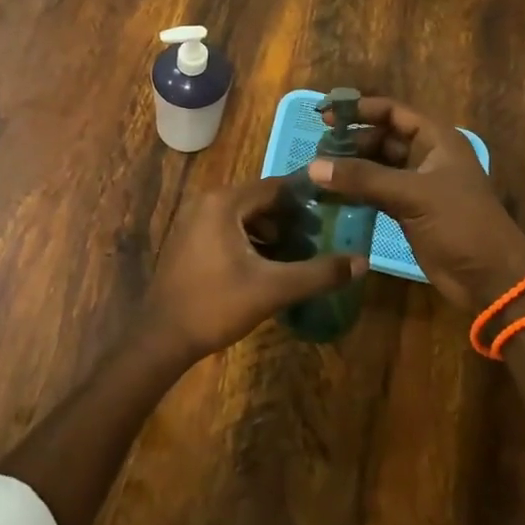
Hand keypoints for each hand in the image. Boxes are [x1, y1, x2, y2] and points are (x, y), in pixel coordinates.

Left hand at [142, 178, 368, 359]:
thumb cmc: (216, 305)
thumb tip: (362, 262)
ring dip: (272, 232)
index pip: (275, 187)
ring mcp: (194, 220)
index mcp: (224, 202)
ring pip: (245, 217)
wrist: (161, 338)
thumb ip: (318, 273)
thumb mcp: (273, 289)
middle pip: (260, 200)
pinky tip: (270, 265)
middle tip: (321, 238)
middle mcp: (207, 202)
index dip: (306, 199)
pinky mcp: (190, 240)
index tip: (334, 212)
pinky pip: (229, 229)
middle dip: (291, 218)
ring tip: (301, 254)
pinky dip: (252, 241)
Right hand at [309, 96, 524, 311]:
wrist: (491, 280)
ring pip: (377, 167)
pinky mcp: (409, 212)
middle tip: (317, 151)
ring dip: (351, 168)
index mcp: (436, 140)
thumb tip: (314, 166)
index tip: (326, 115)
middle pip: (382, 138)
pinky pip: (376, 192)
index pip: (392, 112)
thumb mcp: (413, 195)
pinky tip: (332, 195)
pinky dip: (356, 191)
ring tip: (318, 172)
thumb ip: (363, 178)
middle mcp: (426, 156)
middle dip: (351, 141)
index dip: (360, 110)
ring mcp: (417, 185)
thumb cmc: (461, 224)